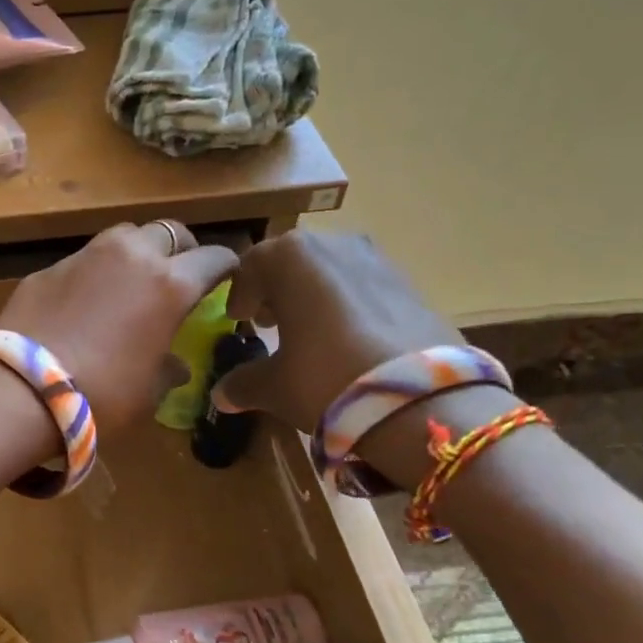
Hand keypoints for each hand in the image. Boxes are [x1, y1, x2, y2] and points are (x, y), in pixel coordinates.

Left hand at [0, 223, 239, 436]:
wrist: (22, 388)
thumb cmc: (102, 395)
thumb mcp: (149, 391)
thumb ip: (168, 368)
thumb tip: (175, 365)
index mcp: (171, 284)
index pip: (215, 258)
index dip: (227, 267)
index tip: (227, 280)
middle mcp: (133, 256)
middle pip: (171, 232)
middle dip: (182, 250)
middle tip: (179, 275)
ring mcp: (88, 255)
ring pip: (126, 235)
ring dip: (138, 251)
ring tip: (132, 280)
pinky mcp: (51, 266)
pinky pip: (86, 258)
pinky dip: (97, 271)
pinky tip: (86, 300)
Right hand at [211, 231, 463, 432]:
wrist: (421, 398)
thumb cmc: (326, 377)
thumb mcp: (275, 386)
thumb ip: (243, 383)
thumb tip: (221, 395)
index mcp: (289, 257)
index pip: (250, 266)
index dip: (239, 295)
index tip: (237, 321)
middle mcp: (331, 244)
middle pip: (292, 262)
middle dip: (278, 290)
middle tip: (270, 323)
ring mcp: (376, 258)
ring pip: (330, 271)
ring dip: (314, 295)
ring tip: (312, 333)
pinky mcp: (409, 281)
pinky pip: (363, 286)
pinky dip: (349, 305)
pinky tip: (350, 340)